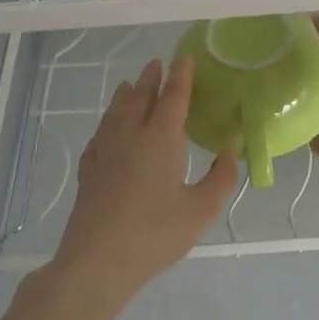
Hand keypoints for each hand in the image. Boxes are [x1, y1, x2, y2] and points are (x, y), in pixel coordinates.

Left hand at [49, 56, 236, 303]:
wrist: (97, 261)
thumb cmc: (155, 234)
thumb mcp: (201, 210)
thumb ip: (220, 179)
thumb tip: (229, 152)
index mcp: (161, 139)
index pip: (173, 98)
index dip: (180, 77)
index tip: (183, 58)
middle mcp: (131, 136)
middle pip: (140, 98)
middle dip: (151, 79)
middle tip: (157, 64)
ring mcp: (105, 153)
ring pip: (116, 113)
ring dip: (126, 95)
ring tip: (130, 85)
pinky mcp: (89, 172)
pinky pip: (99, 135)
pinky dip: (107, 123)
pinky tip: (107, 130)